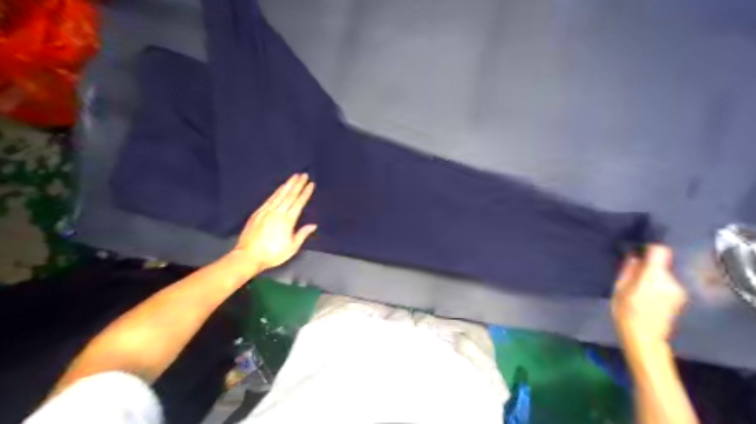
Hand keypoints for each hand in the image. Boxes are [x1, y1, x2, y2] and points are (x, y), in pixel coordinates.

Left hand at [227, 171, 316, 276]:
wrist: (248, 256)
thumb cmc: (273, 254)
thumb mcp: (292, 247)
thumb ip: (302, 234)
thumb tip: (313, 225)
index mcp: (287, 220)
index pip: (299, 203)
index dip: (305, 193)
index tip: (311, 184)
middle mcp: (277, 212)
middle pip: (289, 195)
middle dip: (298, 184)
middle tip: (304, 174)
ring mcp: (266, 211)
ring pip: (279, 194)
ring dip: (288, 184)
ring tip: (294, 176)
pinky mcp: (258, 213)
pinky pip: (270, 199)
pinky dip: (276, 191)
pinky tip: (280, 187)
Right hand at [610, 245, 688, 344]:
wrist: (645, 339)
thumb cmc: (626, 313)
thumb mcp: (619, 289)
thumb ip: (628, 270)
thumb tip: (634, 257)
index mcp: (654, 276)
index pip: (660, 250)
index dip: (649, 248)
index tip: (638, 252)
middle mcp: (671, 281)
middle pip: (661, 263)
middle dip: (648, 266)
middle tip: (631, 276)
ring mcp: (679, 290)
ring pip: (664, 275)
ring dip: (652, 277)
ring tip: (637, 289)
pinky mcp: (680, 298)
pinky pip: (667, 284)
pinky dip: (658, 286)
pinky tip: (647, 297)